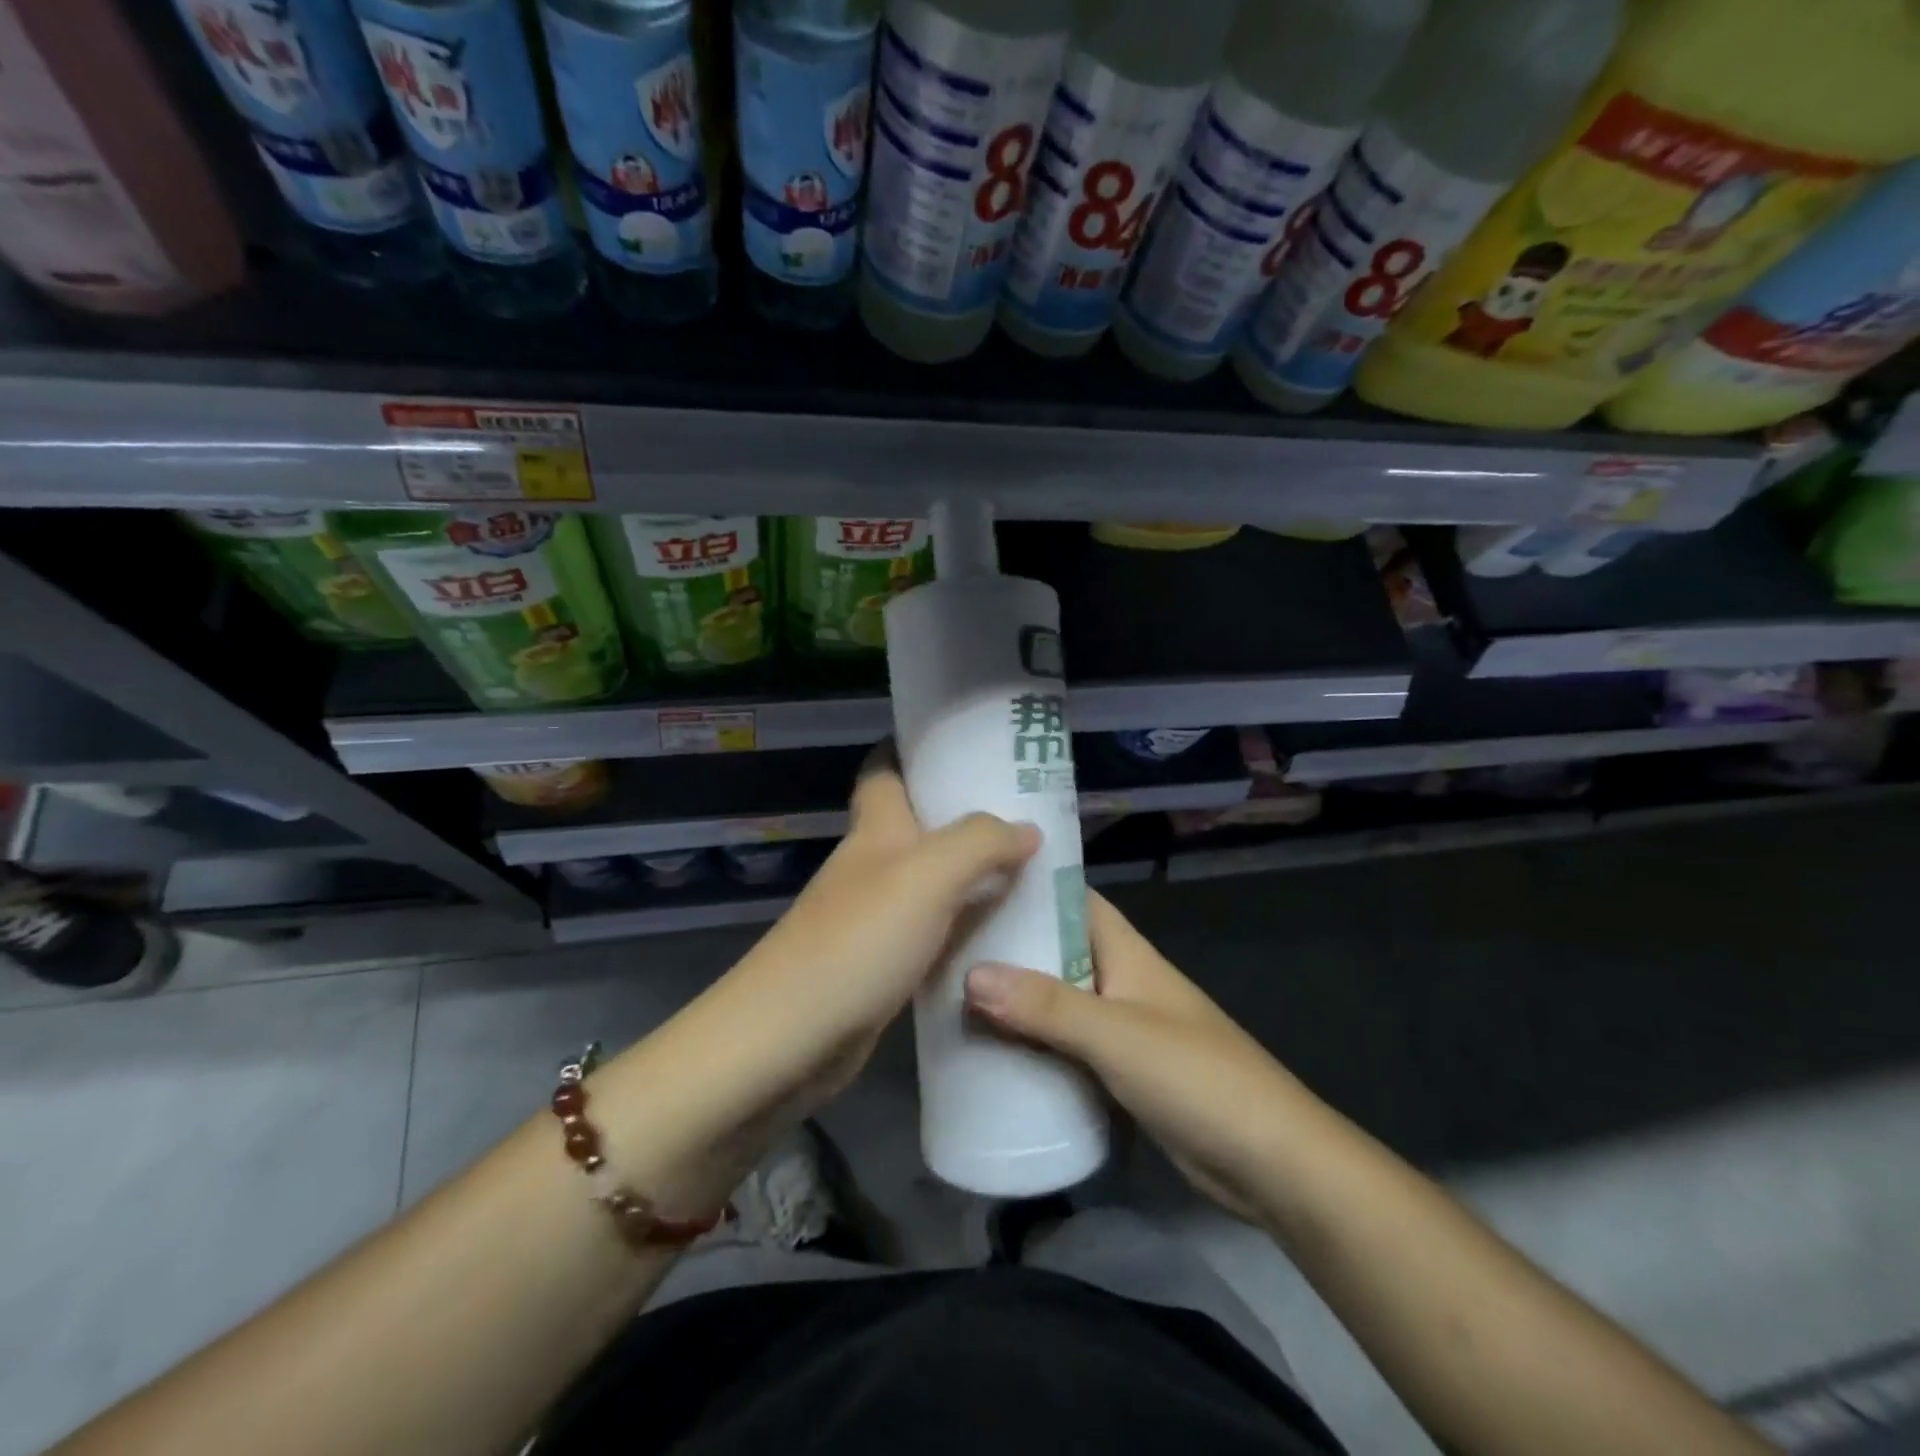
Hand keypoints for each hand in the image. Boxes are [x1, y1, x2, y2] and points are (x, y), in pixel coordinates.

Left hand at [599, 758, 1038, 1212]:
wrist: (788, 1041)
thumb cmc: (857, 941)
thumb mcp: (927, 876)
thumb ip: (980, 842)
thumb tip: (1027, 828)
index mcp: (876, 828)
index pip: (885, 768)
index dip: (915, 747)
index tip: (969, 742)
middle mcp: (873, 864)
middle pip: (920, 824)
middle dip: (967, 812)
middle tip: (1030, 811)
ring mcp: (876, 916)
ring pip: (933, 880)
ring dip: (975, 873)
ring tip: (1036, 869)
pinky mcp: (884, 964)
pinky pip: (935, 931)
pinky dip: (967, 926)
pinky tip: (1006, 934)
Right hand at [965, 893, 1299, 1223]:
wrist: (1270, 1163)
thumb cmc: (1196, 1077)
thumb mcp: (1115, 1035)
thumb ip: (1046, 1005)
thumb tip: (970, 974)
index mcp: (1127, 953)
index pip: (1074, 900)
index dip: (1030, 888)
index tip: (973, 885)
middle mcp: (1121, 981)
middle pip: (1058, 952)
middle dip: (1009, 948)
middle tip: (947, 946)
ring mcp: (1123, 1028)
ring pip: (1058, 1001)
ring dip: (1017, 1000)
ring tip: (952, 996)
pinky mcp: (1121, 1073)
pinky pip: (1067, 1047)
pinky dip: (1035, 1044)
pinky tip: (992, 1053)